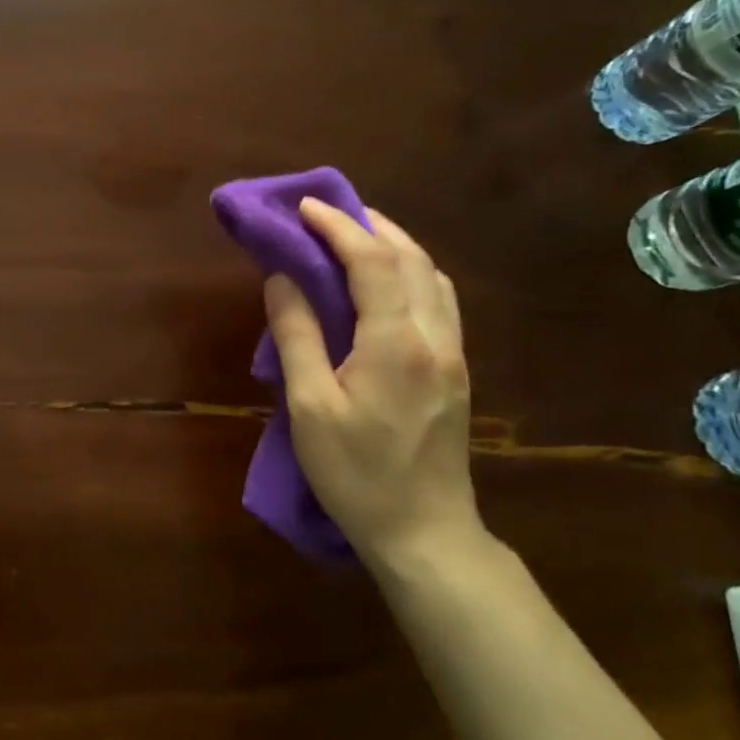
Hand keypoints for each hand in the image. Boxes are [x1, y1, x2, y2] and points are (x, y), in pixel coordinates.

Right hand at [263, 200, 482, 570]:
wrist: (425, 532)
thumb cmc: (356, 473)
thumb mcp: (310, 407)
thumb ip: (296, 335)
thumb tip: (282, 278)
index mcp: (395, 342)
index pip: (370, 260)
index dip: (336, 226)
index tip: (303, 207)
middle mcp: (434, 335)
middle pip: (410, 257)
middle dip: (369, 224)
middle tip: (328, 213)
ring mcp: (453, 353)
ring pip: (432, 275)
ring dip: (395, 244)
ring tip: (355, 236)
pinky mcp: (456, 370)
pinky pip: (439, 300)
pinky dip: (412, 272)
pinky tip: (388, 282)